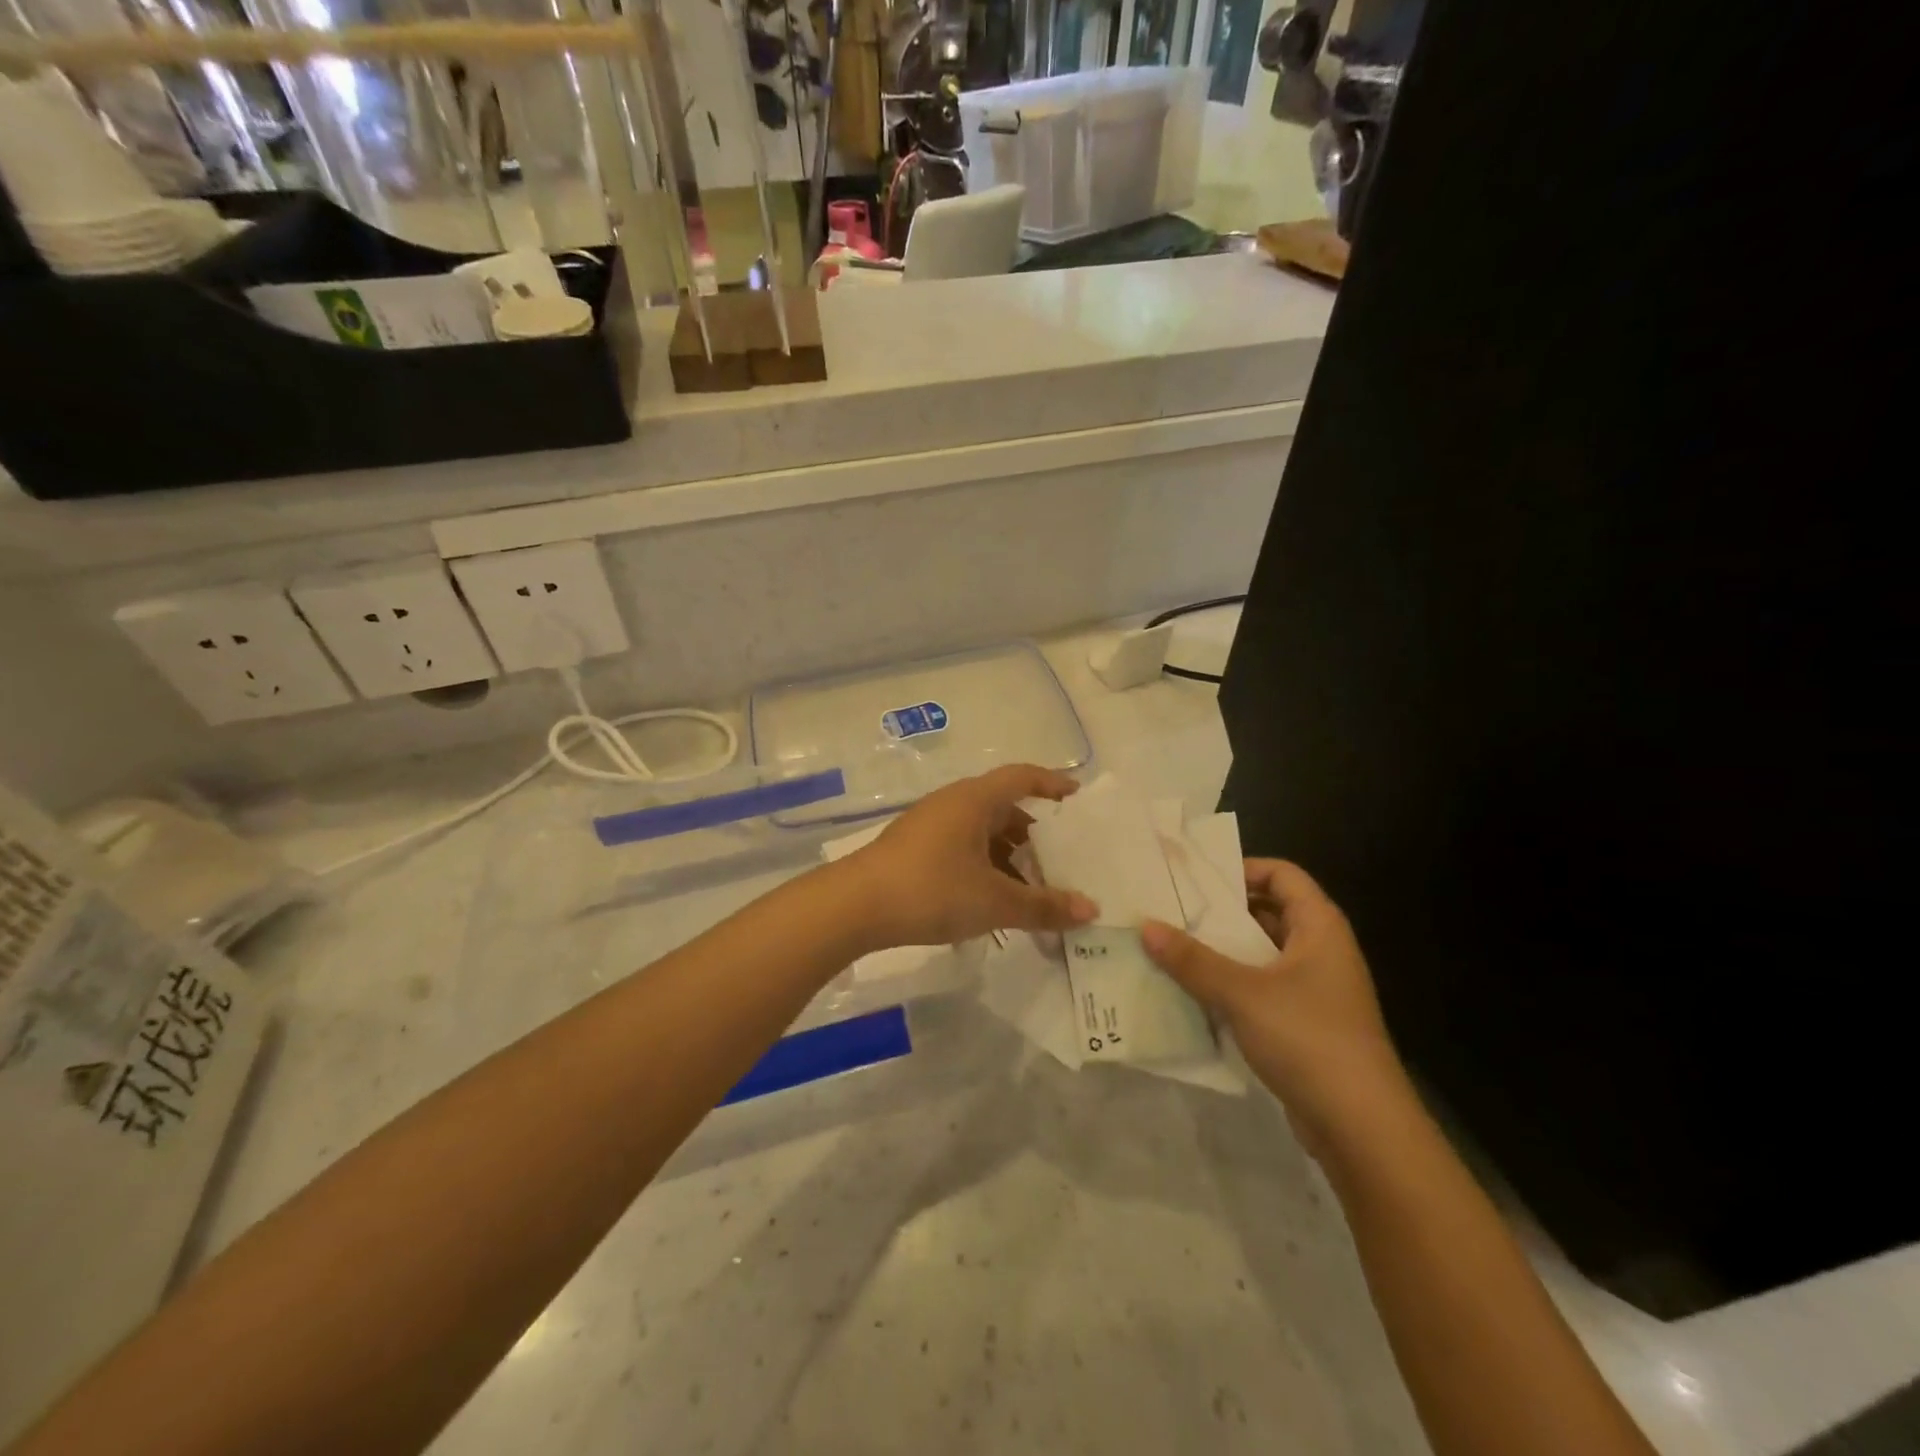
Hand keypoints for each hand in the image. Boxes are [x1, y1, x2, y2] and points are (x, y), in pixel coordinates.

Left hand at [838, 765, 1098, 948]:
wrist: (854, 905)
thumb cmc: (931, 890)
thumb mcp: (994, 901)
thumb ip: (1043, 906)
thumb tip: (1091, 909)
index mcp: (974, 800)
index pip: (1022, 777)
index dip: (1052, 783)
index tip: (1076, 798)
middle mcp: (953, 803)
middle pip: (1003, 807)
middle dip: (1033, 834)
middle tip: (1059, 861)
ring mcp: (930, 825)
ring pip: (981, 831)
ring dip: (1007, 855)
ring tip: (1028, 888)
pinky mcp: (914, 848)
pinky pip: (961, 847)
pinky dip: (983, 865)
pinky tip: (990, 899)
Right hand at [1141, 860, 1407, 1151]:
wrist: (1362, 1128)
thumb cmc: (1308, 1039)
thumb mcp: (1242, 993)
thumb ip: (1192, 959)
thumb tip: (1146, 926)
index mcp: (1319, 927)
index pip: (1282, 874)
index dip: (1241, 869)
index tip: (1194, 879)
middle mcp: (1320, 950)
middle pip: (1267, 912)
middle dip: (1220, 912)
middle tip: (1170, 910)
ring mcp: (1314, 990)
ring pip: (1260, 954)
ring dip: (1221, 951)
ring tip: (1170, 947)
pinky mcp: (1304, 1024)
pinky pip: (1260, 989)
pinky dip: (1230, 984)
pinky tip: (1191, 991)